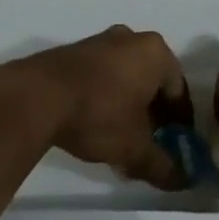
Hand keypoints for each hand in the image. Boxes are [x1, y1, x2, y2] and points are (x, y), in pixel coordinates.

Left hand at [0, 25, 190, 189]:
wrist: (37, 96)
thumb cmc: (98, 114)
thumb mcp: (134, 147)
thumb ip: (162, 165)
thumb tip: (182, 181)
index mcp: (156, 53)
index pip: (179, 91)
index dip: (181, 122)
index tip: (176, 145)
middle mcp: (132, 39)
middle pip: (153, 81)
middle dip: (153, 114)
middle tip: (150, 143)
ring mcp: (101, 41)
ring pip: (127, 77)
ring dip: (129, 105)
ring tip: (121, 138)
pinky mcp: (75, 50)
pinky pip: (103, 74)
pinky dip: (107, 96)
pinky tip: (96, 123)